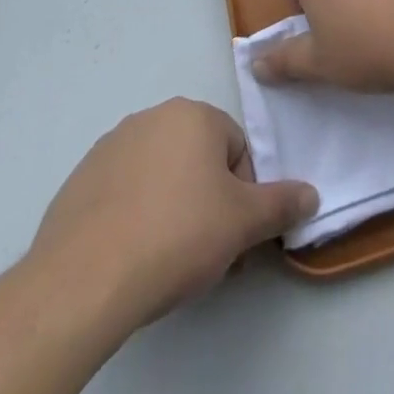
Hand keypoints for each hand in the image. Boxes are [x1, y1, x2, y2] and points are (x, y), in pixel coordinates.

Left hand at [27, 98, 317, 330]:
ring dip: (171, 206)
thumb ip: (282, 203)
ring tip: (165, 257)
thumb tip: (312, 194)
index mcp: (194, 114)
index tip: (231, 236)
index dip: (241, 195)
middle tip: (204, 250)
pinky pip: (123, 192)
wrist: (86, 279)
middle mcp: (153, 116)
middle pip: (197, 159)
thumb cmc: (177, 236)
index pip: (236, 149)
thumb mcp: (243, 223)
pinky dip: (133, 216)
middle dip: (207, 201)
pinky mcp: (80, 178)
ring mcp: (111, 145)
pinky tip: (130, 255)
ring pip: (160, 174)